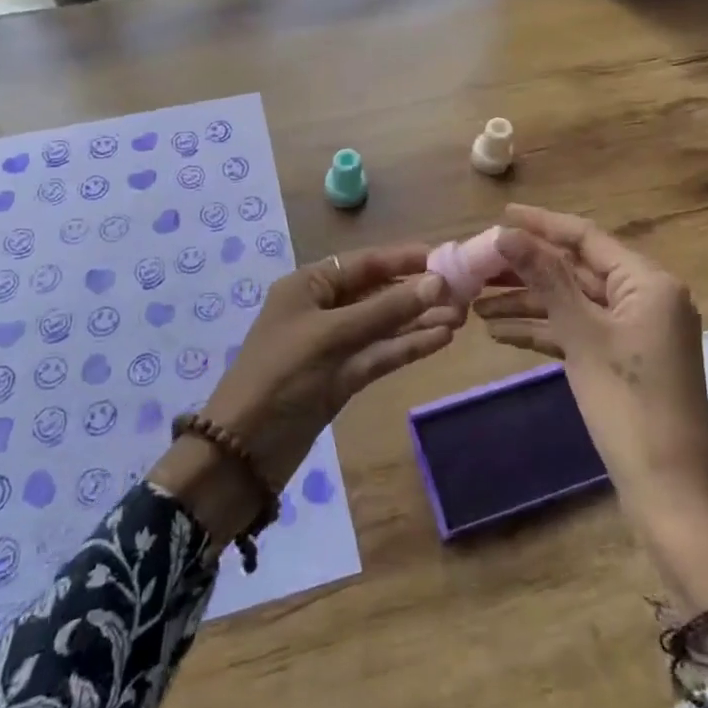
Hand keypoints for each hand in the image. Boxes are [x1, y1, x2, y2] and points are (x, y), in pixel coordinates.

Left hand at [152, 244, 463, 542]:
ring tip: (463, 316)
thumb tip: (438, 283)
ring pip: (384, 326)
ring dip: (419, 320)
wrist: (244, 450)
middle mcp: (323, 309)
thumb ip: (385, 310)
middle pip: (378, 293)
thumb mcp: (332, 336)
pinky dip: (408, 346)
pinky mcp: (343, 377)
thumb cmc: (281, 375)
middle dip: (417, 292)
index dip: (404, 259)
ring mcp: (335, 345)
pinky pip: (381, 354)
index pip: (364, 263)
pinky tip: (440, 339)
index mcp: (309, 285)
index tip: (446, 257)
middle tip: (464, 293)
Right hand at [477, 204, 707, 502]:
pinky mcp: (623, 359)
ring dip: (528, 303)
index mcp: (648, 282)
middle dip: (527, 270)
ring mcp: (635, 330)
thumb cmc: (628, 405)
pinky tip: (500, 333)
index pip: (586, 237)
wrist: (669, 493)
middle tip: (478, 265)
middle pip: (576, 270)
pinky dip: (544, 330)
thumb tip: (506, 233)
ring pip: (573, 302)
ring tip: (476, 303)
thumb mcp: (581, 335)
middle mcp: (645, 297)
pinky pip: (579, 331)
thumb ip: (545, 278)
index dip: (541, 224)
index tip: (500, 215)